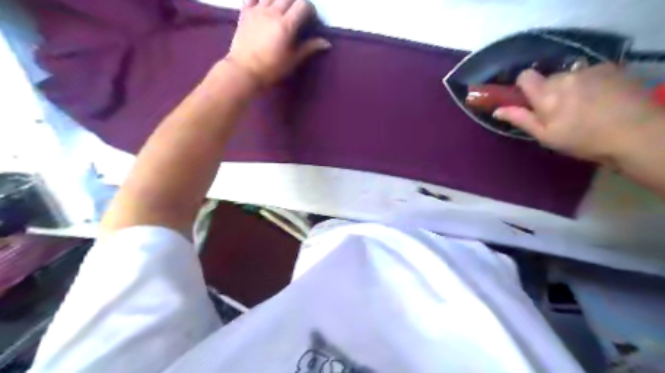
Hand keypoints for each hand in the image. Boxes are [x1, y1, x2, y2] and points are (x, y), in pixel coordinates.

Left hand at [226, 0, 329, 85]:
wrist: (244, 71)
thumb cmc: (271, 69)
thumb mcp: (293, 60)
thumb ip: (309, 48)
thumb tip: (326, 43)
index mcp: (286, 25)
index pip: (303, 5)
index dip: (310, 10)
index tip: (311, 20)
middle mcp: (272, 12)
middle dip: (297, 3)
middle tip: (298, 15)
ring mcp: (257, 9)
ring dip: (281, 0)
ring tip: (282, 10)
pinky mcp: (245, 11)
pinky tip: (265, 5)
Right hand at [493, 62, 663, 164]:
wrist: (636, 134)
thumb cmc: (582, 140)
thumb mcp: (545, 136)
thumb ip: (520, 119)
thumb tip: (497, 110)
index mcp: (546, 94)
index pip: (525, 76)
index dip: (524, 86)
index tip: (529, 100)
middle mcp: (566, 76)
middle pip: (549, 78)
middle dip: (550, 91)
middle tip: (560, 111)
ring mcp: (590, 70)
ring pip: (570, 76)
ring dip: (571, 87)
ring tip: (585, 106)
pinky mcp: (611, 68)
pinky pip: (590, 73)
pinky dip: (591, 83)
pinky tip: (602, 99)